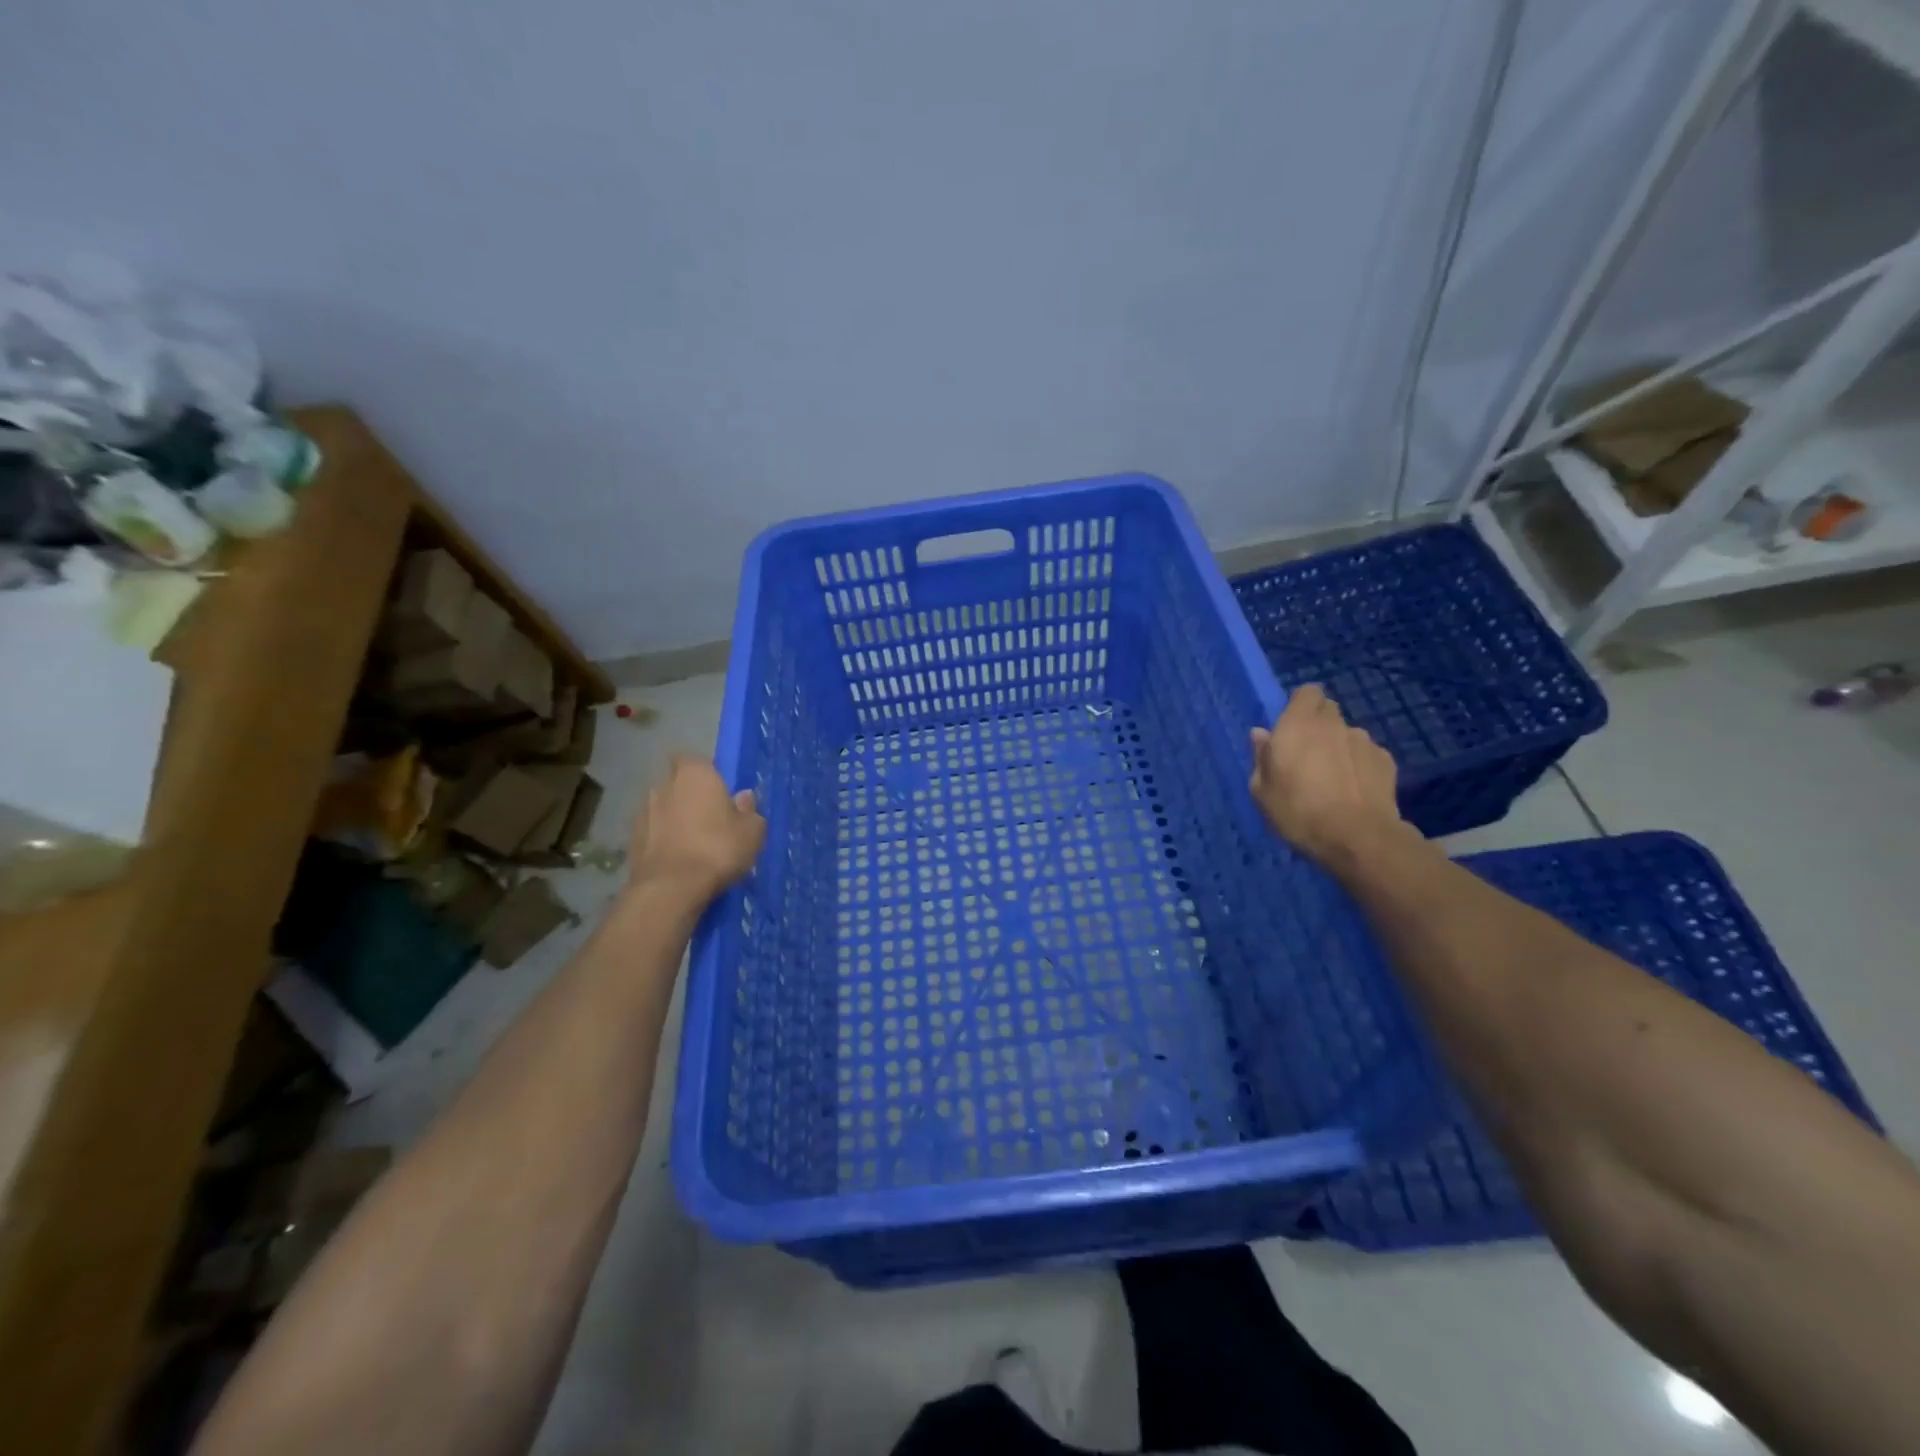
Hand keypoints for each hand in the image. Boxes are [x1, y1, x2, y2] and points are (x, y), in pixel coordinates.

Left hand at [629, 755, 765, 900]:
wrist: (670, 888)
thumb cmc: (718, 848)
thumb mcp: (752, 831)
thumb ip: (749, 811)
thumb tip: (743, 797)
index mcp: (695, 773)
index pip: (696, 760)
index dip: (707, 774)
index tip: (720, 793)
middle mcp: (664, 784)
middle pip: (677, 783)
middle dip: (689, 795)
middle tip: (709, 818)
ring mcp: (643, 811)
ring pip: (663, 808)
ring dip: (674, 818)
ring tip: (693, 843)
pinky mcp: (631, 839)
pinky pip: (653, 832)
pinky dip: (662, 839)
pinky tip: (678, 859)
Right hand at [1249, 684, 1410, 869]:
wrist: (1358, 838)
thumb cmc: (1298, 812)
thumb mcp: (1262, 791)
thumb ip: (1261, 757)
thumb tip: (1261, 734)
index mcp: (1297, 725)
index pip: (1306, 692)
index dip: (1300, 704)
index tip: (1292, 725)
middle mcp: (1333, 724)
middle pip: (1328, 710)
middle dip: (1318, 724)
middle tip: (1308, 753)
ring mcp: (1363, 741)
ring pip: (1348, 734)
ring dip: (1339, 746)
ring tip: (1334, 777)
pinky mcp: (1386, 760)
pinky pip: (1367, 754)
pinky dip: (1360, 765)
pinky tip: (1355, 789)